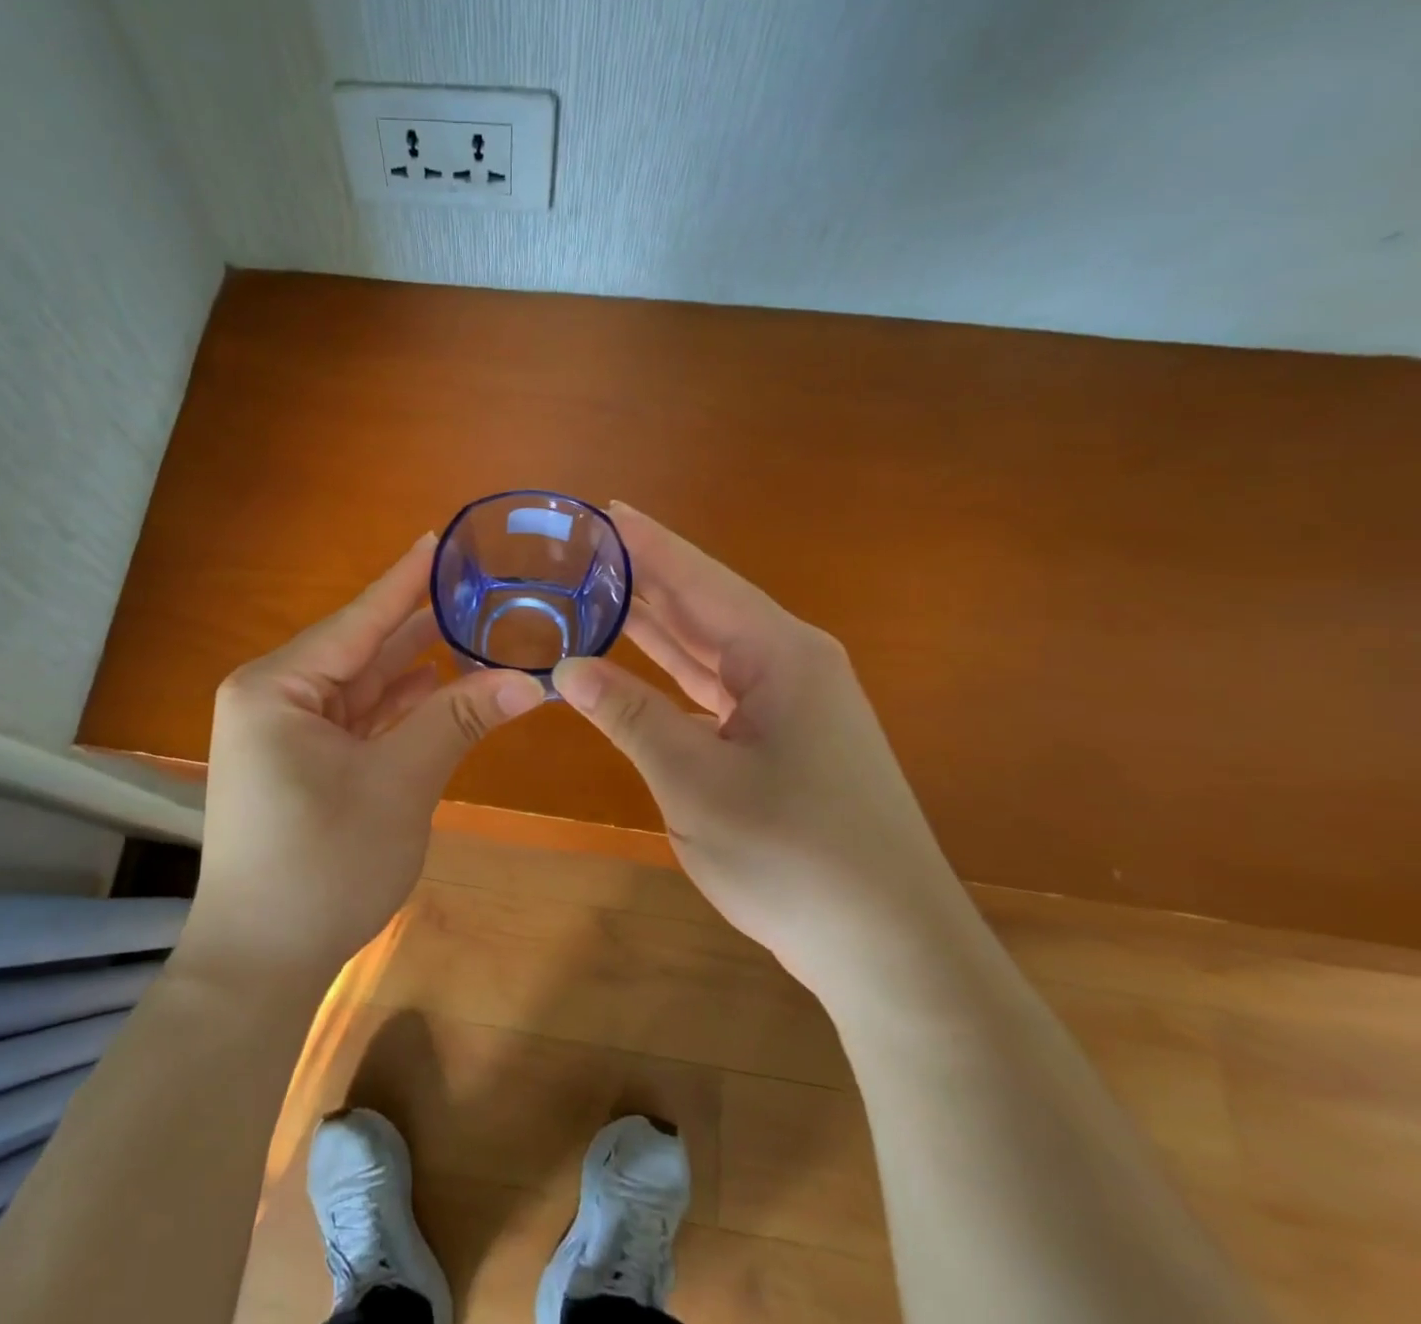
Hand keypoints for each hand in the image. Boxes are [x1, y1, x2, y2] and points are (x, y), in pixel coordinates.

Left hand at [185, 534, 546, 981]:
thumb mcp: (399, 784)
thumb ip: (459, 720)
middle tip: (479, 590)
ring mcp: (285, 733)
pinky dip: (399, 708)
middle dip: (420, 626)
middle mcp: (274, 697)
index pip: (359, 619)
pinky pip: (358, 720)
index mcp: (278, 687)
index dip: (407, 580)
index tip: (443, 539)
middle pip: (361, 649)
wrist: (262, 963)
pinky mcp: (301, 763)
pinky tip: (440, 686)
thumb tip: (533, 680)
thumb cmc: (323, 865)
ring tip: (474, 630)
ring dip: (415, 668)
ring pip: (363, 686)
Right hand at [553, 505, 975, 995]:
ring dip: (658, 624)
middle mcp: (791, 665)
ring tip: (601, 591)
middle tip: (586, 549)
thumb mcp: (695, 782)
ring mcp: (793, 704)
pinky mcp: (787, 740)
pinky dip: (676, 673)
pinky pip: (719, 687)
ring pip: (711, 648)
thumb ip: (630, 716)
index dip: (649, 544)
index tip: (604, 509)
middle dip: (648, 577)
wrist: (891, 949)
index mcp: (780, 656)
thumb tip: (567, 667)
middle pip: (705, 605)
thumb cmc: (795, 856)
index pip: (699, 580)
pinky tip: (642, 663)